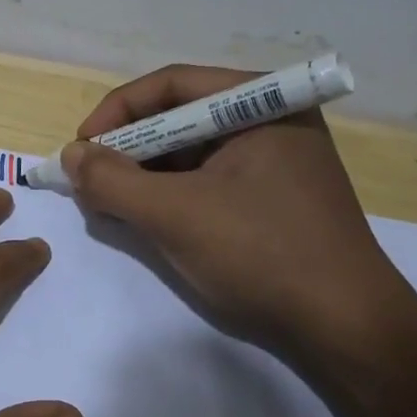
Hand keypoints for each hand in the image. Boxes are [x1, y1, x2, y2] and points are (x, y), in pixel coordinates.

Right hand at [61, 64, 416, 375]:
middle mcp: (272, 120)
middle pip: (180, 117)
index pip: (172, 86)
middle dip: (129, 148)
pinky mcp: (274, 197)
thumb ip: (112, 180)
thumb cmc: (262, 254)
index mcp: (262, 104)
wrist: (347, 330)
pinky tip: (149, 218)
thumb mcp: (175, 214)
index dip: (117, 112)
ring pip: (192, 152)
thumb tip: (70, 155)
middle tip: (90, 179)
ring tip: (112, 203)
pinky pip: (209, 180)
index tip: (80, 148)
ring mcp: (276, 160)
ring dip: (146, 174)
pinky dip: (172, 195)